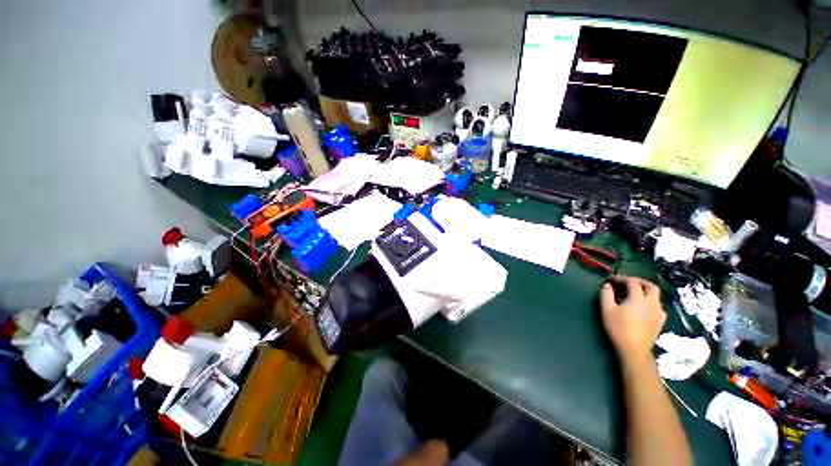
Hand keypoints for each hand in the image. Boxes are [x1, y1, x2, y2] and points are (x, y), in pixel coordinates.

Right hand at [600, 276, 665, 361]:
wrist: (635, 350)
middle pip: (649, 285)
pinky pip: (659, 309)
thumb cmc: (620, 331)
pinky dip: (654, 306)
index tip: (613, 280)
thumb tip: (607, 285)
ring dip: (648, 293)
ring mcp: (658, 311)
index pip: (631, 281)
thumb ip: (606, 296)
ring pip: (656, 296)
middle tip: (632, 285)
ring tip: (641, 298)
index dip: (622, 278)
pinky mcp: (660, 322)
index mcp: (638, 296)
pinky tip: (649, 311)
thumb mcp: (608, 313)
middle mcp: (651, 300)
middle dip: (640, 282)